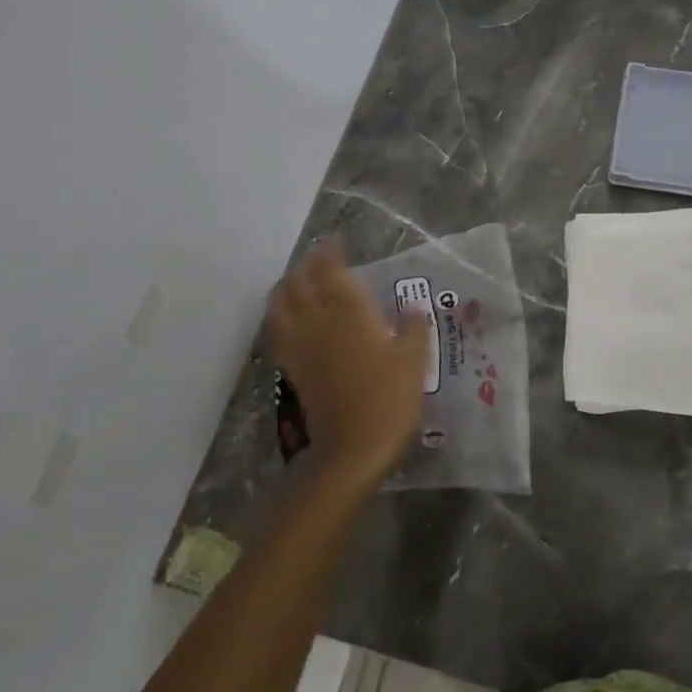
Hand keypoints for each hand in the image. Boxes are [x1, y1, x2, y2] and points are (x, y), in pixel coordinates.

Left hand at [264, 240, 427, 494]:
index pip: (331, 271)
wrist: (353, 449)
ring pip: (281, 304)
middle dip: (306, 265)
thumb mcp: (414, 361)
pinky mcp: (293, 368)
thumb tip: (412, 307)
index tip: (335, 242)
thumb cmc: (389, 400)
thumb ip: (413, 328)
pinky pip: (277, 332)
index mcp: (350, 313)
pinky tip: (288, 318)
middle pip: (300, 282)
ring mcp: (302, 346)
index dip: (329, 253)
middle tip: (320, 259)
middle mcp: (320, 322)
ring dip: (287, 286)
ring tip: (298, 281)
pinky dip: (279, 315)